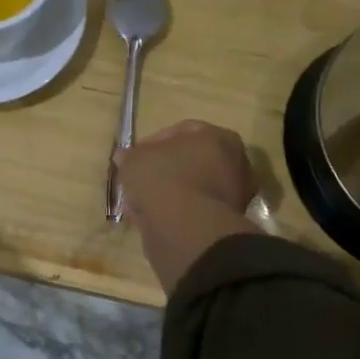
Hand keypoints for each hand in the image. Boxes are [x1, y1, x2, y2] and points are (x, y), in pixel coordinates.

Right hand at [115, 120, 255, 222]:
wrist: (186, 227)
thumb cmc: (163, 178)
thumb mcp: (134, 159)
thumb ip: (130, 155)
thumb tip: (125, 157)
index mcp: (219, 137)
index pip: (182, 131)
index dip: (153, 143)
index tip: (134, 156)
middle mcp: (235, 162)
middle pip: (191, 161)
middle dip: (163, 170)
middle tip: (139, 179)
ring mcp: (233, 195)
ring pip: (192, 188)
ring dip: (167, 193)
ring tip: (141, 203)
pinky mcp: (225, 222)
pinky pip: (193, 210)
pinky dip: (175, 213)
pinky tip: (152, 219)